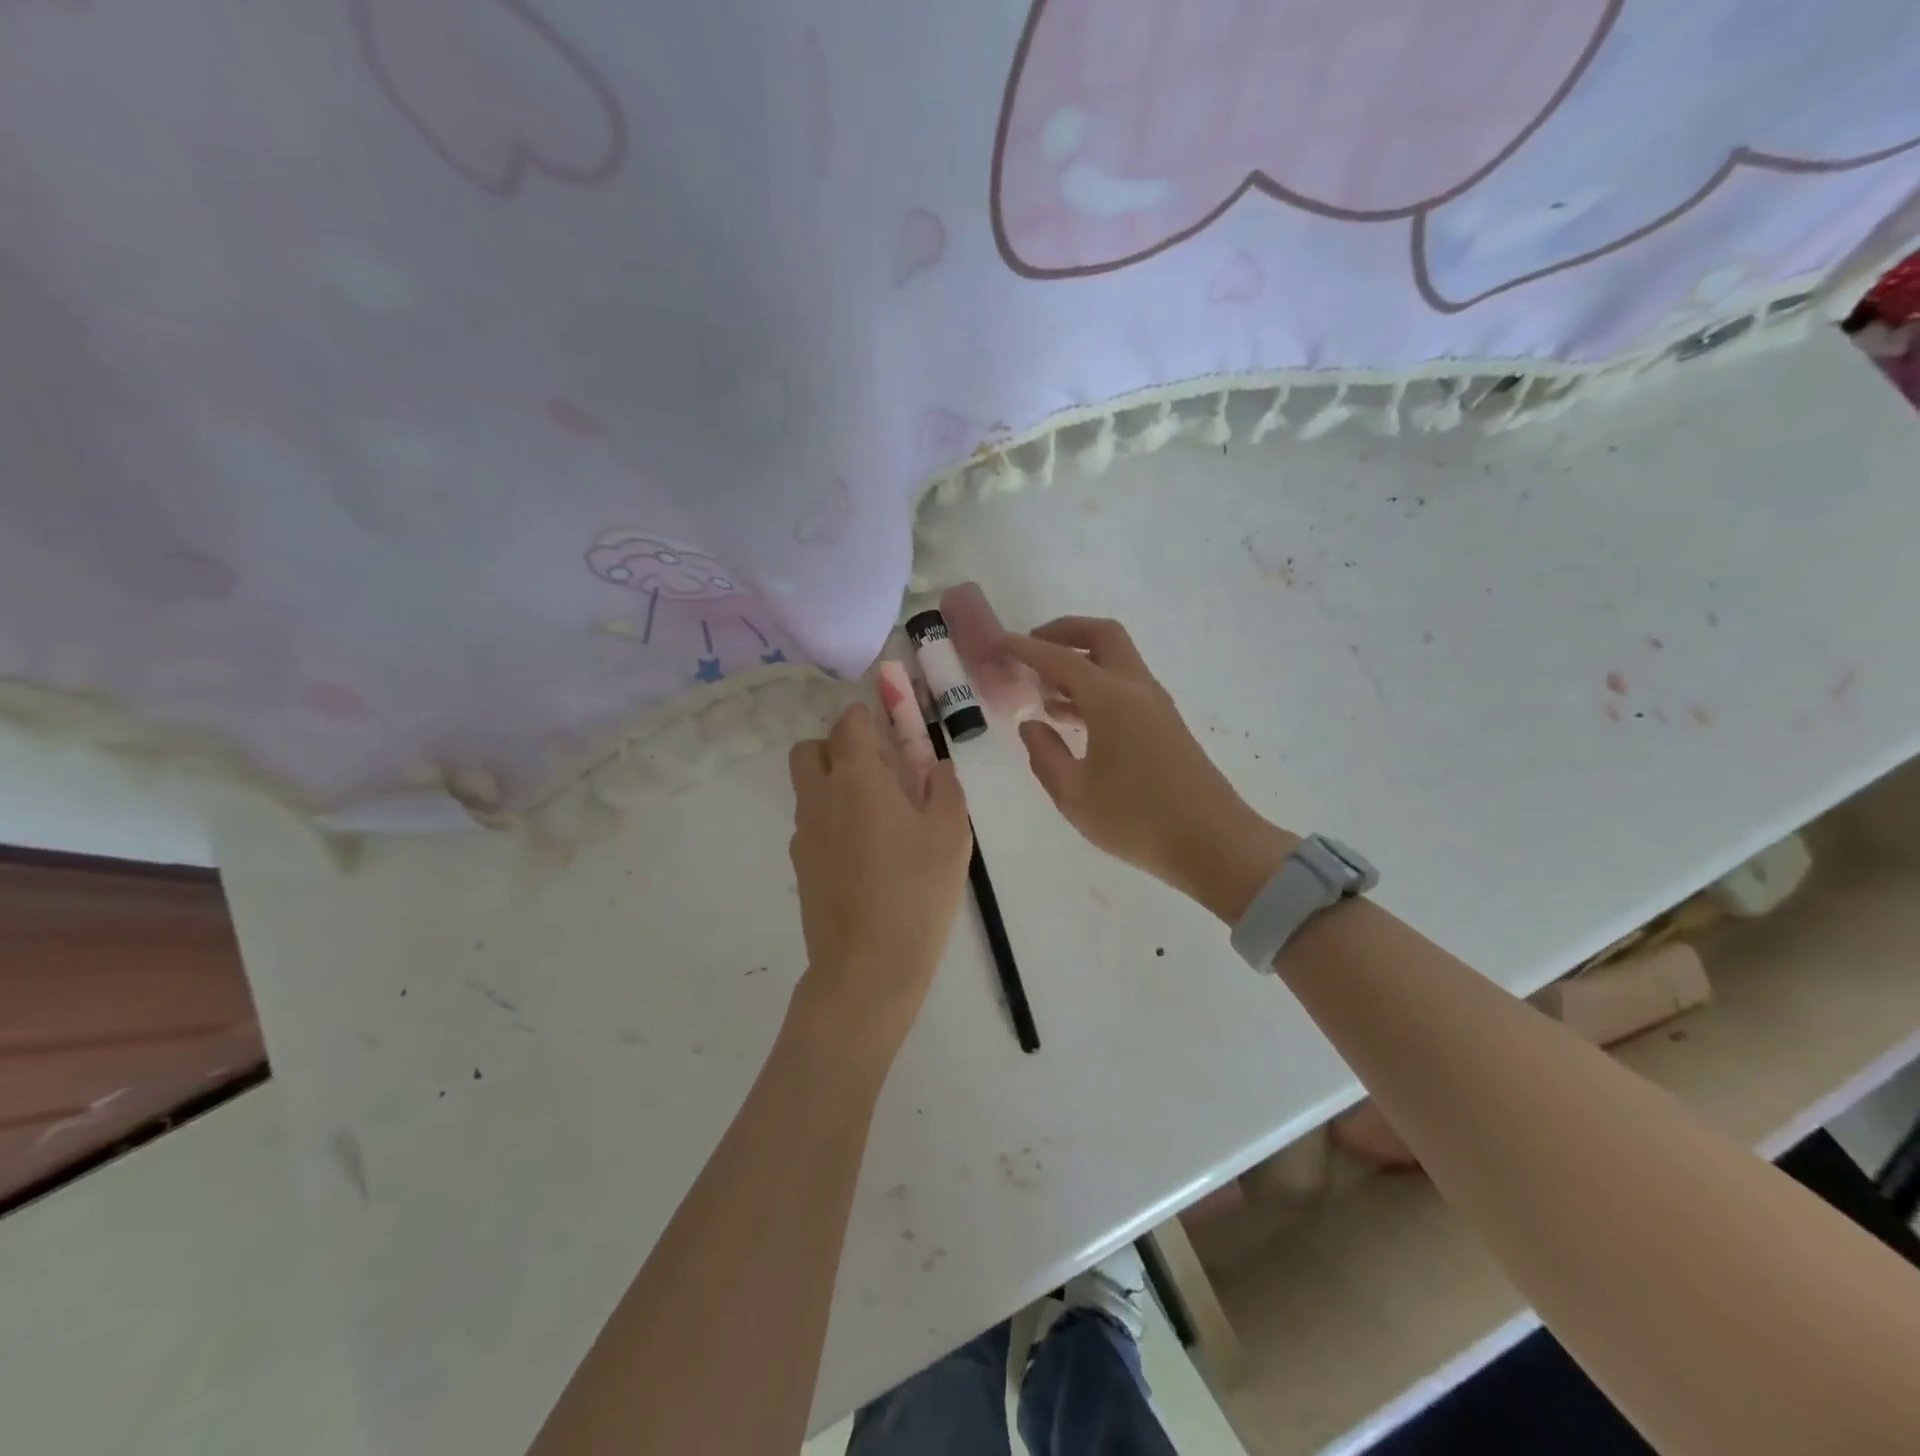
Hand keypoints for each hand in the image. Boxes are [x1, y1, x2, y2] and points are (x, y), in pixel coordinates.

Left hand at [787, 703, 972, 1054]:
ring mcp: (804, 835)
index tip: (890, 726)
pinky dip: (832, 820)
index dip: (866, 716)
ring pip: (808, 788)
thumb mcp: (950, 834)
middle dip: (837, 747)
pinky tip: (866, 854)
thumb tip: (934, 766)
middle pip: (809, 750)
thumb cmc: (916, 892)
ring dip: (834, 784)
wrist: (867, 967)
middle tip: (878, 770)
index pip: (847, 724)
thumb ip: (944, 788)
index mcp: (857, 780)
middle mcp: (820, 799)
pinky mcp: (801, 867)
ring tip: (879, 817)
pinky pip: (812, 824)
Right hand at [1004, 618, 1295, 922]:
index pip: (1060, 658)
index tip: (997, 642)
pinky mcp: (1165, 724)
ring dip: (1081, 661)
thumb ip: (1045, 755)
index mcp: (1111, 699)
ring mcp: (1156, 705)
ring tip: (1044, 690)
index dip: (1025, 648)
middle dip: (1064, 632)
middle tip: (1032, 649)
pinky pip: (1125, 685)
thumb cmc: (1137, 820)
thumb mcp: (1074, 795)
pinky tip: (1073, 718)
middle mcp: (1136, 689)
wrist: (1214, 843)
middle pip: (1102, 636)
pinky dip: (1096, 685)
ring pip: (1117, 659)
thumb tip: (1031, 725)